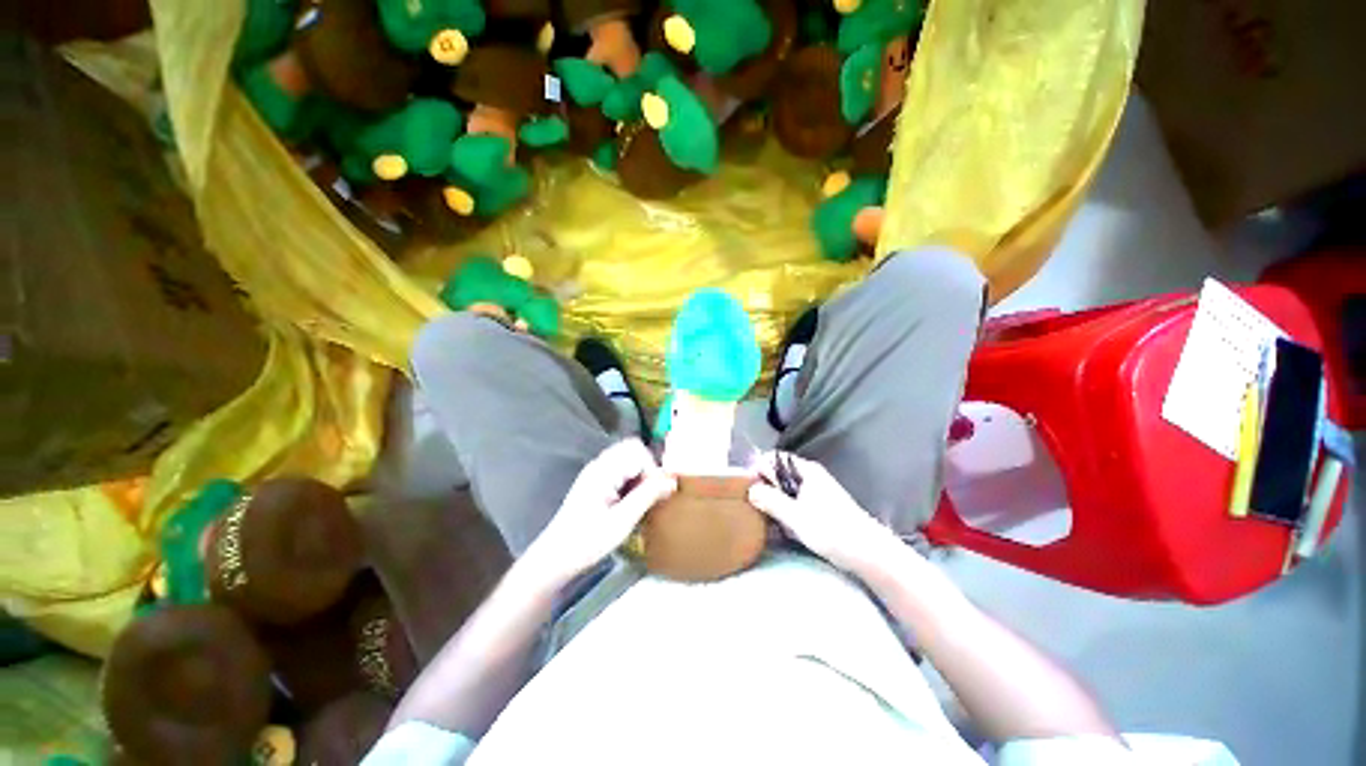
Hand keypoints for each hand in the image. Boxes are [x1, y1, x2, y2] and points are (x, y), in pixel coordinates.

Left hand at [528, 439, 676, 581]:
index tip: (656, 493)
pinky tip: (630, 503)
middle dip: (647, 469)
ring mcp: (596, 473)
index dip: (652, 468)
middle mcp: (599, 465)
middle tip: (650, 495)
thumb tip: (672, 481)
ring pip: (628, 460)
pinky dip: (632, 481)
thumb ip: (647, 496)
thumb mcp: (622, 521)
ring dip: (640, 476)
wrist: (554, 559)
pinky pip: (621, 470)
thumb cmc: (587, 541)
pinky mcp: (596, 483)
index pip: (637, 451)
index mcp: (603, 470)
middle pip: (633, 450)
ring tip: (641, 501)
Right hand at [748, 452, 904, 573]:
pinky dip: (785, 512)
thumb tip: (750, 489)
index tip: (746, 488)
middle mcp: (810, 476)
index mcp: (805, 471)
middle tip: (752, 506)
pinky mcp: (819, 508)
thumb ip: (771, 500)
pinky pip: (794, 503)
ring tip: (763, 519)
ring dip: (774, 502)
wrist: (869, 554)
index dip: (758, 469)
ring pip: (785, 490)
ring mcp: (816, 492)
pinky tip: (780, 528)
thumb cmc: (832, 530)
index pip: (773, 458)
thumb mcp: (796, 516)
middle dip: (764, 487)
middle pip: (778, 474)